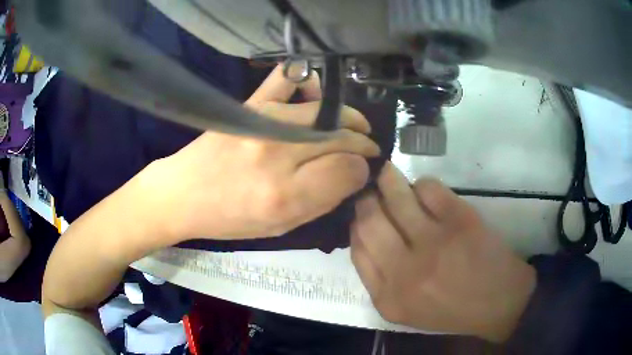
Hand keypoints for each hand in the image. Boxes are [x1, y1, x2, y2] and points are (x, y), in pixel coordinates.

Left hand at [145, 65, 379, 241]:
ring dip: (348, 118)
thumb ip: (322, 203)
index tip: (362, 169)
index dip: (362, 169)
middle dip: (362, 143)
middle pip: (341, 138)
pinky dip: (307, 81)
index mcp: (285, 195)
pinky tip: (317, 93)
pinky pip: (286, 79)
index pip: (348, 170)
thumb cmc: (229, 217)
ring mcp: (264, 122)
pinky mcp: (250, 105)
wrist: (184, 193)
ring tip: (355, 125)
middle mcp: (278, 155)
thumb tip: (352, 175)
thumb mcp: (280, 228)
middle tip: (367, 147)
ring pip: (325, 112)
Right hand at [350, 163, 535, 341]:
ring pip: (396, 196)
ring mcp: (435, 243)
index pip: (356, 248)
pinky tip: (426, 193)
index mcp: (388, 298)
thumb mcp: (404, 309)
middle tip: (368, 187)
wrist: (499, 303)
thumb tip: (363, 231)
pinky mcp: (460, 220)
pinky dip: (422, 184)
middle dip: (365, 197)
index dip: (355, 223)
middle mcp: (406, 271)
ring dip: (387, 179)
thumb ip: (378, 278)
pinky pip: (428, 187)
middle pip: (369, 219)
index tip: (360, 211)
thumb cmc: (451, 309)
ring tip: (386, 173)